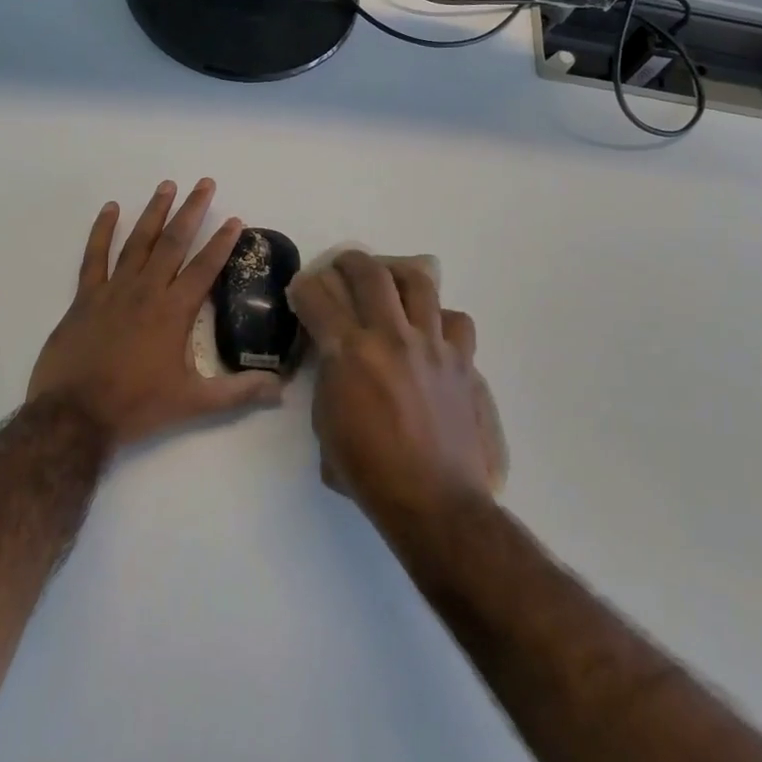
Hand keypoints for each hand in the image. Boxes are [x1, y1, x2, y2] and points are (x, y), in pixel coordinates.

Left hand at [27, 179, 283, 453]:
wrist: (75, 415)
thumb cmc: (136, 406)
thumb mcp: (194, 403)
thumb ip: (238, 391)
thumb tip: (281, 388)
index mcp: (174, 312)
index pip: (206, 267)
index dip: (223, 242)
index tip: (236, 219)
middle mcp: (147, 291)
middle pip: (174, 242)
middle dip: (192, 210)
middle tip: (204, 182)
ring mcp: (113, 290)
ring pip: (138, 241)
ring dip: (154, 212)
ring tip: (167, 185)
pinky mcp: (85, 297)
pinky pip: (94, 256)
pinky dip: (102, 230)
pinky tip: (110, 208)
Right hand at [289, 251, 505, 520]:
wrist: (433, 500)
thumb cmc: (368, 471)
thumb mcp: (325, 424)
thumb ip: (328, 378)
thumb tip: (333, 357)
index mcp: (350, 353)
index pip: (318, 298)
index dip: (304, 287)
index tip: (301, 289)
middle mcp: (390, 336)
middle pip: (369, 273)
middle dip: (348, 261)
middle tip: (341, 266)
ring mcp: (431, 344)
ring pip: (418, 282)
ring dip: (397, 274)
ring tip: (389, 281)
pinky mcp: (460, 360)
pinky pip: (454, 320)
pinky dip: (439, 317)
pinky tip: (429, 329)